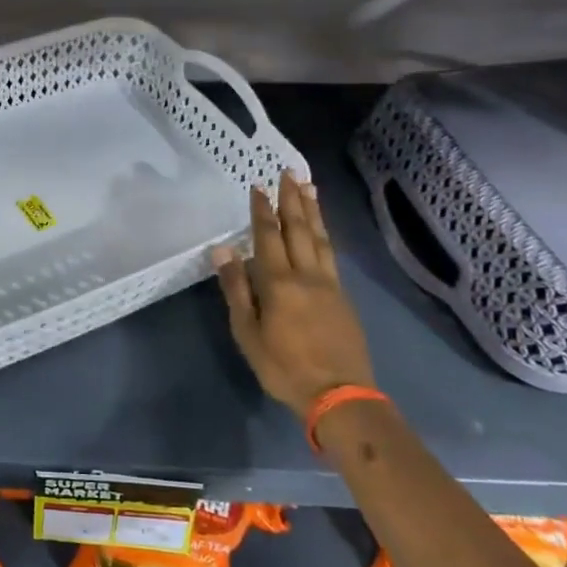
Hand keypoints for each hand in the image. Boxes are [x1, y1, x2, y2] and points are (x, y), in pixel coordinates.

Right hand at [215, 170, 374, 420]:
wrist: (339, 394)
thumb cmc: (283, 366)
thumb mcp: (247, 332)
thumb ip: (236, 288)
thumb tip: (223, 249)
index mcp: (279, 282)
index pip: (268, 236)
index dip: (262, 210)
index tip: (258, 186)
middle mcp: (307, 274)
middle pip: (299, 229)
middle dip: (292, 200)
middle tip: (289, 172)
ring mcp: (329, 284)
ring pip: (320, 238)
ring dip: (312, 211)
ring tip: (309, 187)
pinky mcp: (343, 297)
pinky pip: (331, 254)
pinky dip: (324, 234)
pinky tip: (321, 230)